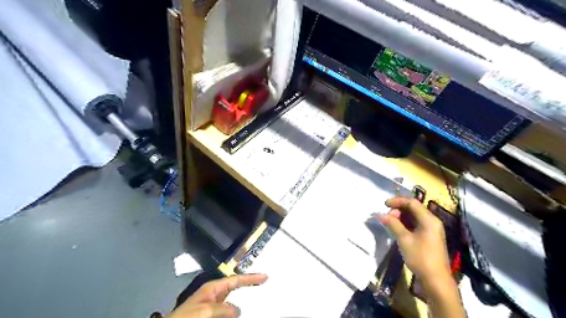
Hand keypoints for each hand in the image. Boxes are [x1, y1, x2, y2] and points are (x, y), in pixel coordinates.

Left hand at [167, 273, 267, 317]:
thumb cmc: (187, 317)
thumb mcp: (207, 310)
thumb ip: (225, 308)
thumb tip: (238, 310)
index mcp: (213, 288)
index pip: (236, 280)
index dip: (251, 278)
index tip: (265, 276)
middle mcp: (215, 295)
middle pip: (236, 289)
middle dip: (248, 288)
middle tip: (263, 286)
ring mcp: (213, 307)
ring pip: (232, 305)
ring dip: (241, 307)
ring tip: (255, 305)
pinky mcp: (212, 316)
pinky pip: (227, 314)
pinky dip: (234, 314)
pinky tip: (239, 315)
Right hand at [375, 198, 451, 284]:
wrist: (436, 280)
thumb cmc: (420, 257)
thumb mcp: (404, 239)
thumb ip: (392, 224)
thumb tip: (379, 214)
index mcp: (429, 219)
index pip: (412, 203)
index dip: (397, 201)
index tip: (384, 204)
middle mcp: (432, 221)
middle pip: (413, 208)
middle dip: (398, 210)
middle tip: (387, 217)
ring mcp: (431, 229)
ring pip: (414, 216)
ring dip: (401, 217)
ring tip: (390, 223)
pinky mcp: (429, 236)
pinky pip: (416, 224)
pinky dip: (405, 223)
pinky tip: (397, 229)